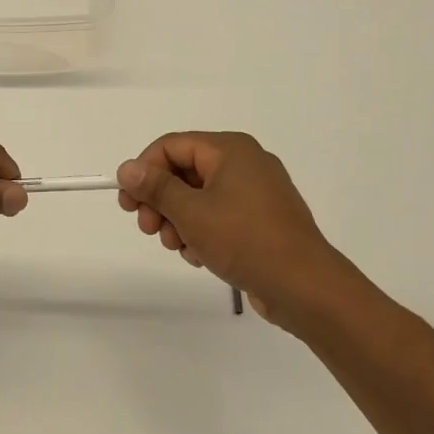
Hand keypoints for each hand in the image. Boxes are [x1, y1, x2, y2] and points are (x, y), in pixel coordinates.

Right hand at [116, 131, 362, 336]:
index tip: (128, 202)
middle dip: (160, 200)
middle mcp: (245, 163)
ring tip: (176, 247)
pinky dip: (202, 230)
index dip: (144, 170)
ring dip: (178, 220)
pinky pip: (219, 214)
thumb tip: (127, 168)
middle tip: (147, 228)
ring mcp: (256, 192)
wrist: (306, 288)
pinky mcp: (262, 219)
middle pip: (184, 171)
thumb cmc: (245, 240)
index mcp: (230, 150)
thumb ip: (155, 187)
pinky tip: (198, 255)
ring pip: (199, 196)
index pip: (171, 146)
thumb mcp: (191, 212)